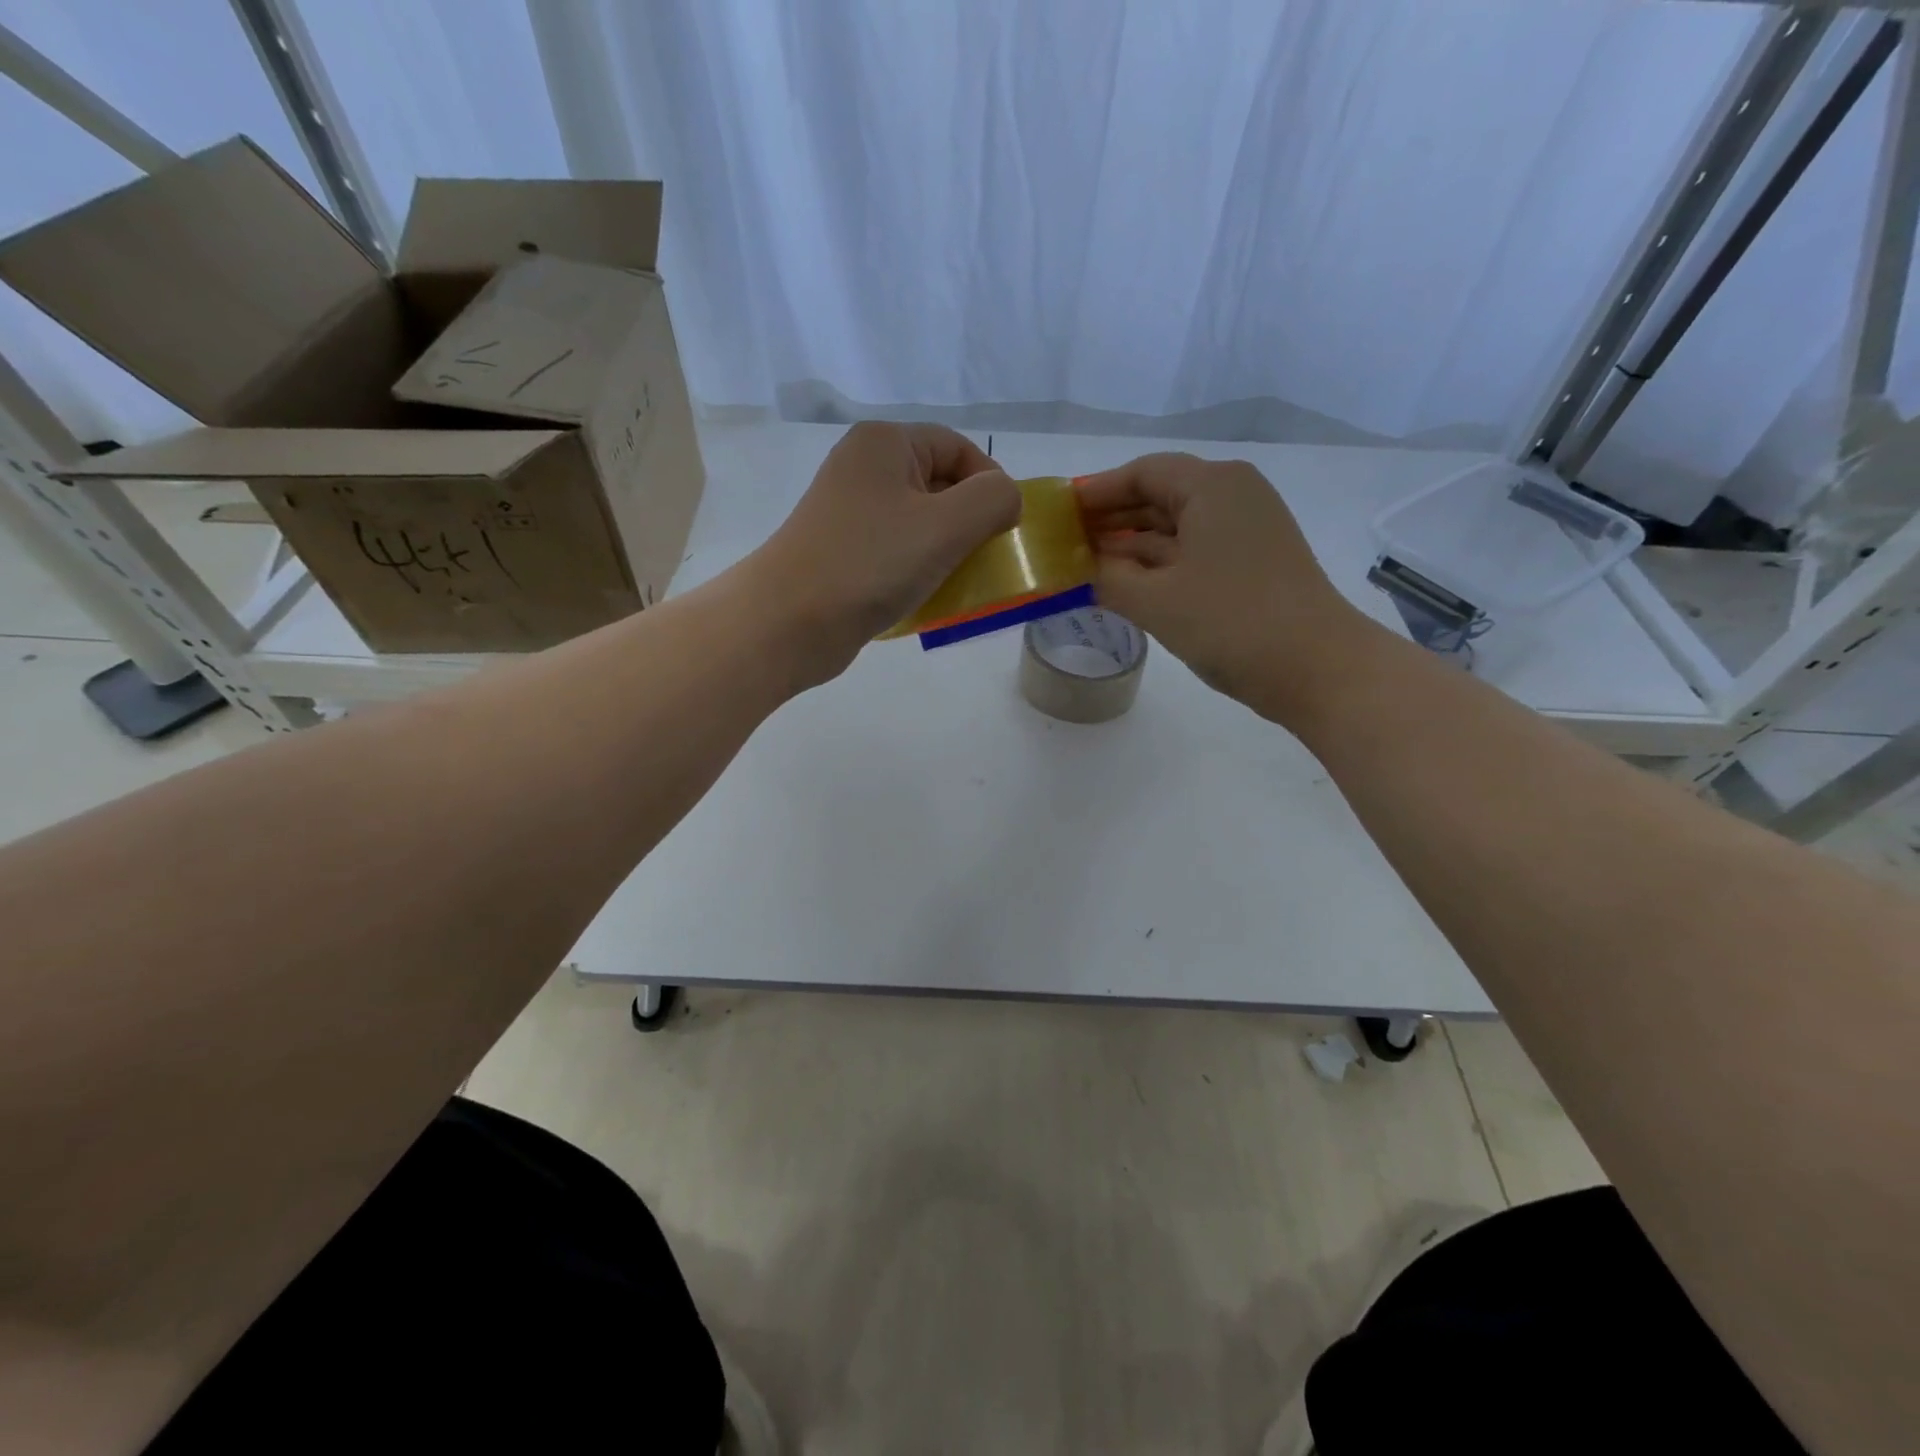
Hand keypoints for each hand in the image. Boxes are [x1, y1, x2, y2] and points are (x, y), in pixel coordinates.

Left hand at [752, 422, 1020, 685]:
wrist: (788, 621)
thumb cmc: (870, 563)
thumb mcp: (946, 525)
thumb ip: (993, 500)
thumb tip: (1005, 499)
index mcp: (885, 443)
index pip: (958, 447)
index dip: (990, 484)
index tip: (1004, 530)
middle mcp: (863, 468)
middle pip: (939, 484)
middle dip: (968, 522)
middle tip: (981, 560)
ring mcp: (849, 512)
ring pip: (919, 523)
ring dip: (946, 552)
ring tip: (955, 583)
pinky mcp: (842, 552)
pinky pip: (896, 552)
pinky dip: (918, 571)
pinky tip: (926, 598)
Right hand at [1078, 453, 1371, 724]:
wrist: (1317, 668)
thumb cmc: (1231, 622)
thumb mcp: (1154, 601)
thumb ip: (1106, 578)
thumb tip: (1077, 568)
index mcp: (1211, 486)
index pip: (1142, 473)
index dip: (1096, 492)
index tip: (1058, 512)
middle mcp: (1233, 496)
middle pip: (1159, 496)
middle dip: (1111, 519)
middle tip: (1064, 541)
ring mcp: (1247, 531)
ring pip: (1175, 528)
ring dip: (1131, 546)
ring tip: (1084, 565)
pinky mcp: (1252, 564)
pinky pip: (1193, 552)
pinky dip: (1157, 565)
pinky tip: (1124, 584)